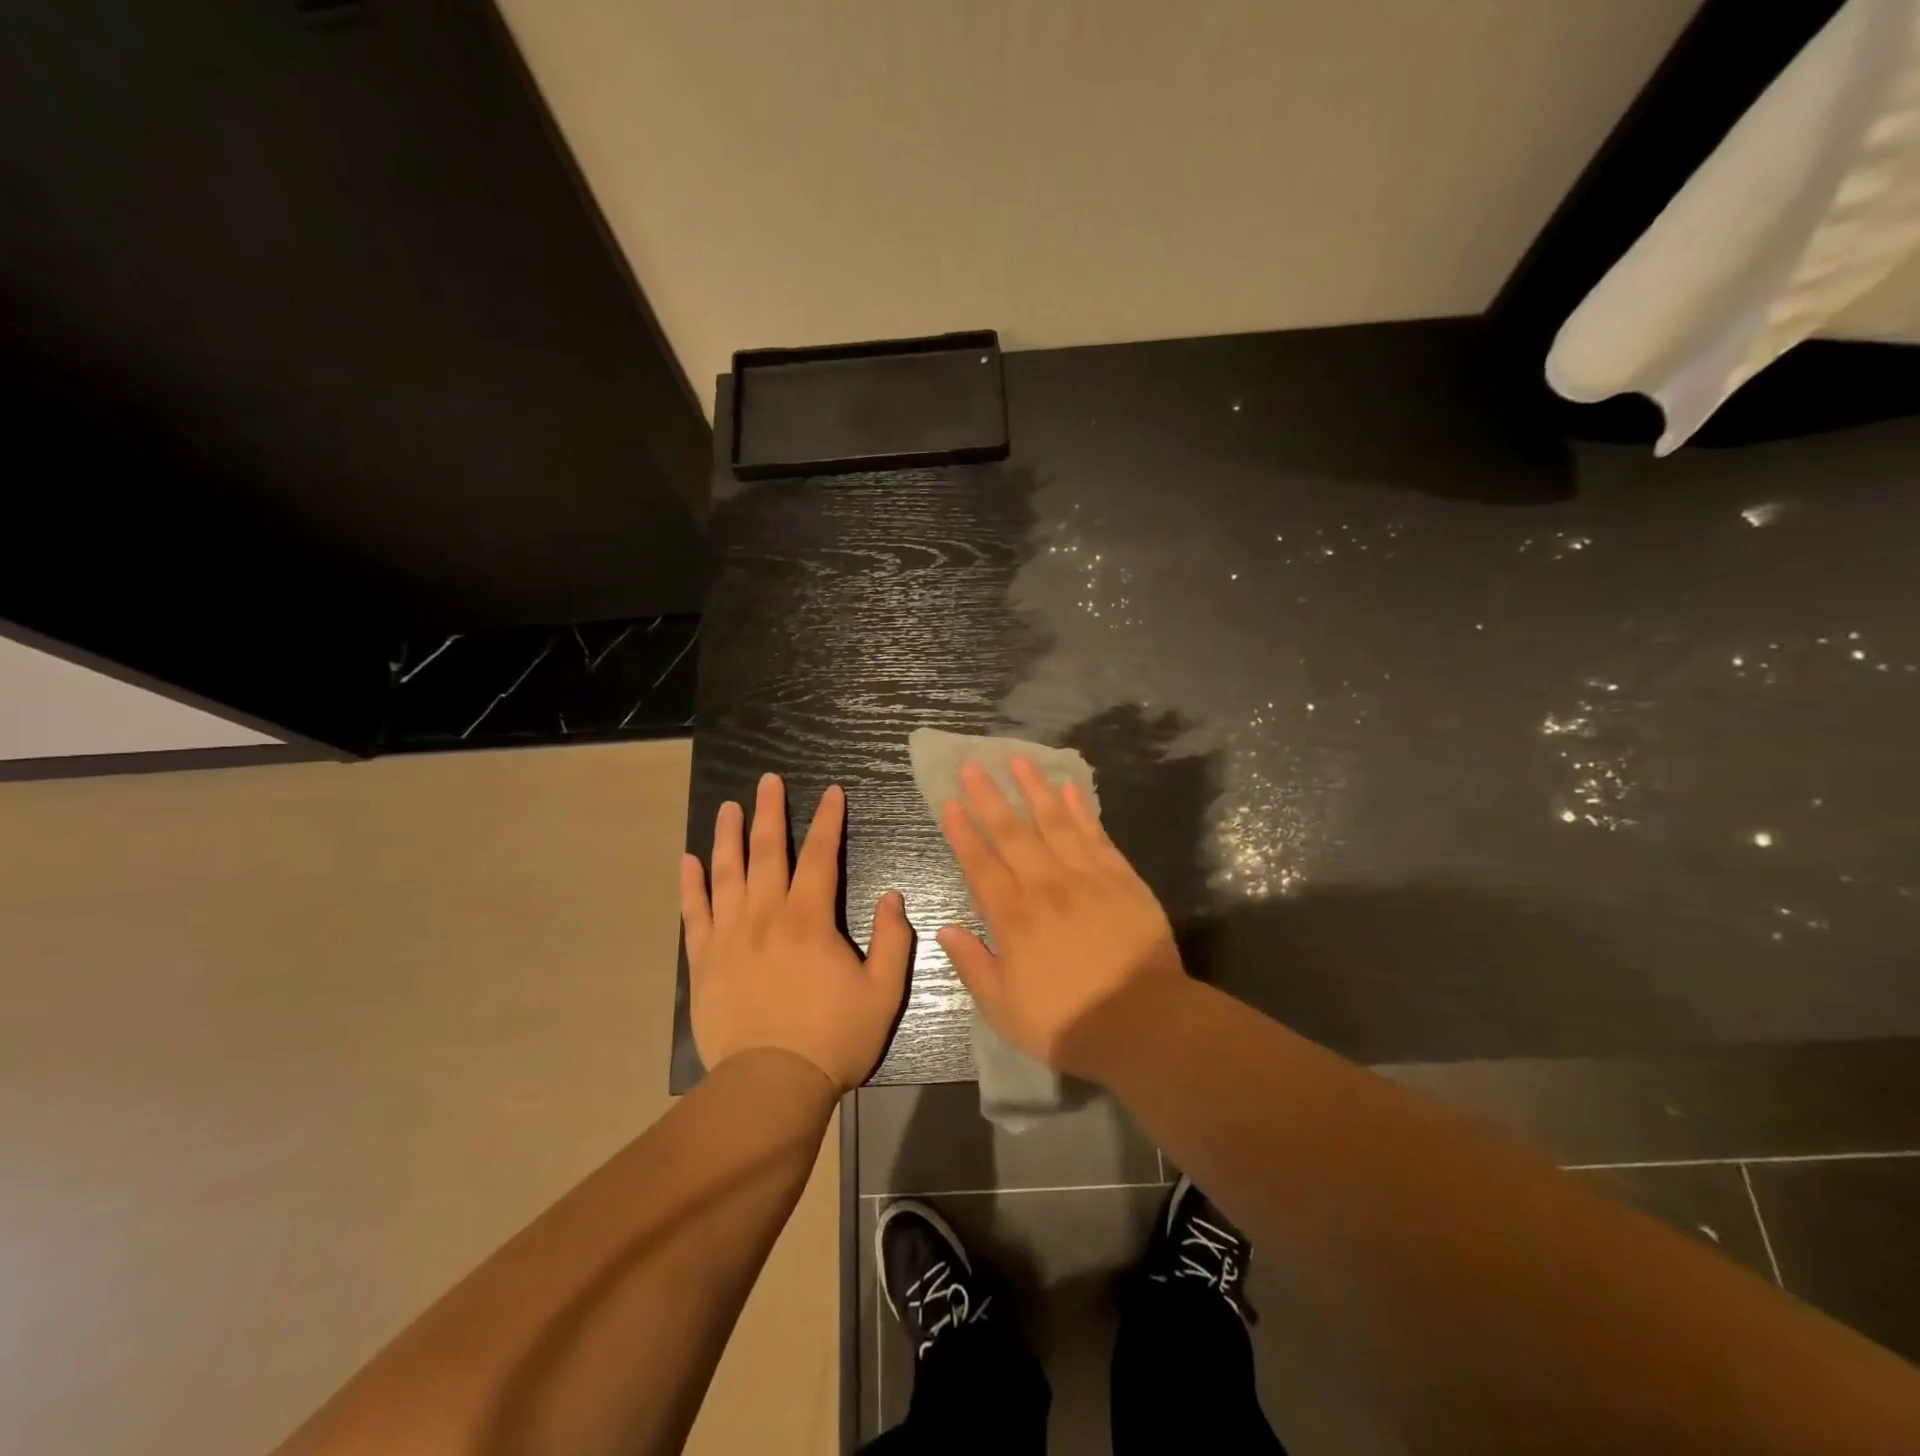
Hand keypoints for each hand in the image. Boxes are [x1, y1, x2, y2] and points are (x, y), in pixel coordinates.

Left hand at [681, 774, 911, 1091]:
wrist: (771, 1084)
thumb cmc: (833, 1038)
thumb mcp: (883, 992)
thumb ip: (893, 940)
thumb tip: (893, 896)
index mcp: (809, 919)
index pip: (819, 856)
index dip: (827, 821)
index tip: (831, 792)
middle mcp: (766, 915)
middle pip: (767, 852)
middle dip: (770, 811)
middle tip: (767, 780)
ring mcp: (729, 936)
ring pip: (727, 873)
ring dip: (728, 836)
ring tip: (728, 807)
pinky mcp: (704, 961)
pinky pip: (695, 913)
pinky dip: (691, 884)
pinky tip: (689, 861)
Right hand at [936, 757, 1185, 1077]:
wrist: (1142, 1023)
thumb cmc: (1066, 1023)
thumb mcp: (1003, 1009)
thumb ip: (972, 964)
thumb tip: (945, 928)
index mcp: (1013, 917)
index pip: (980, 864)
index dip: (963, 831)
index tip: (950, 802)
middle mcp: (1046, 886)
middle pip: (1012, 833)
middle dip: (989, 797)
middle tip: (972, 765)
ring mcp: (1087, 877)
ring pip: (1054, 823)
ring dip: (1034, 790)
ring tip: (1019, 760)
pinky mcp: (1122, 878)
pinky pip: (1096, 835)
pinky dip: (1081, 810)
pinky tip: (1069, 789)